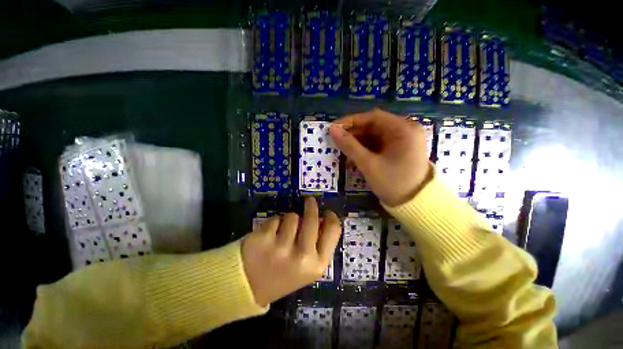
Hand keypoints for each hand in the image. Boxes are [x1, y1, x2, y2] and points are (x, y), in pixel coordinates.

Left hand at [241, 197, 341, 306]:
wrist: (250, 287)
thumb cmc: (284, 274)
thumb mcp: (308, 267)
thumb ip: (318, 244)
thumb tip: (323, 218)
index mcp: (317, 264)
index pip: (333, 230)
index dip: (331, 217)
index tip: (327, 212)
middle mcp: (302, 256)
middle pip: (312, 219)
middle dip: (311, 206)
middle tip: (310, 201)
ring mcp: (281, 247)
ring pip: (292, 216)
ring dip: (289, 220)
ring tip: (283, 232)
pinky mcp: (263, 239)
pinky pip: (276, 218)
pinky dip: (274, 223)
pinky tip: (269, 236)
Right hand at [329, 109, 430, 206]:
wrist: (413, 205)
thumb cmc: (393, 183)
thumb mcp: (369, 164)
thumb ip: (350, 146)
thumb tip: (332, 130)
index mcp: (404, 129)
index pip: (373, 117)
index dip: (351, 121)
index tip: (334, 128)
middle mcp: (406, 130)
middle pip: (374, 126)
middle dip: (354, 133)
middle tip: (336, 140)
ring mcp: (403, 139)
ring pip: (375, 135)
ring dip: (358, 142)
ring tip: (342, 150)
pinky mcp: (399, 149)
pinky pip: (379, 144)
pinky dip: (365, 149)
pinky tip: (353, 156)